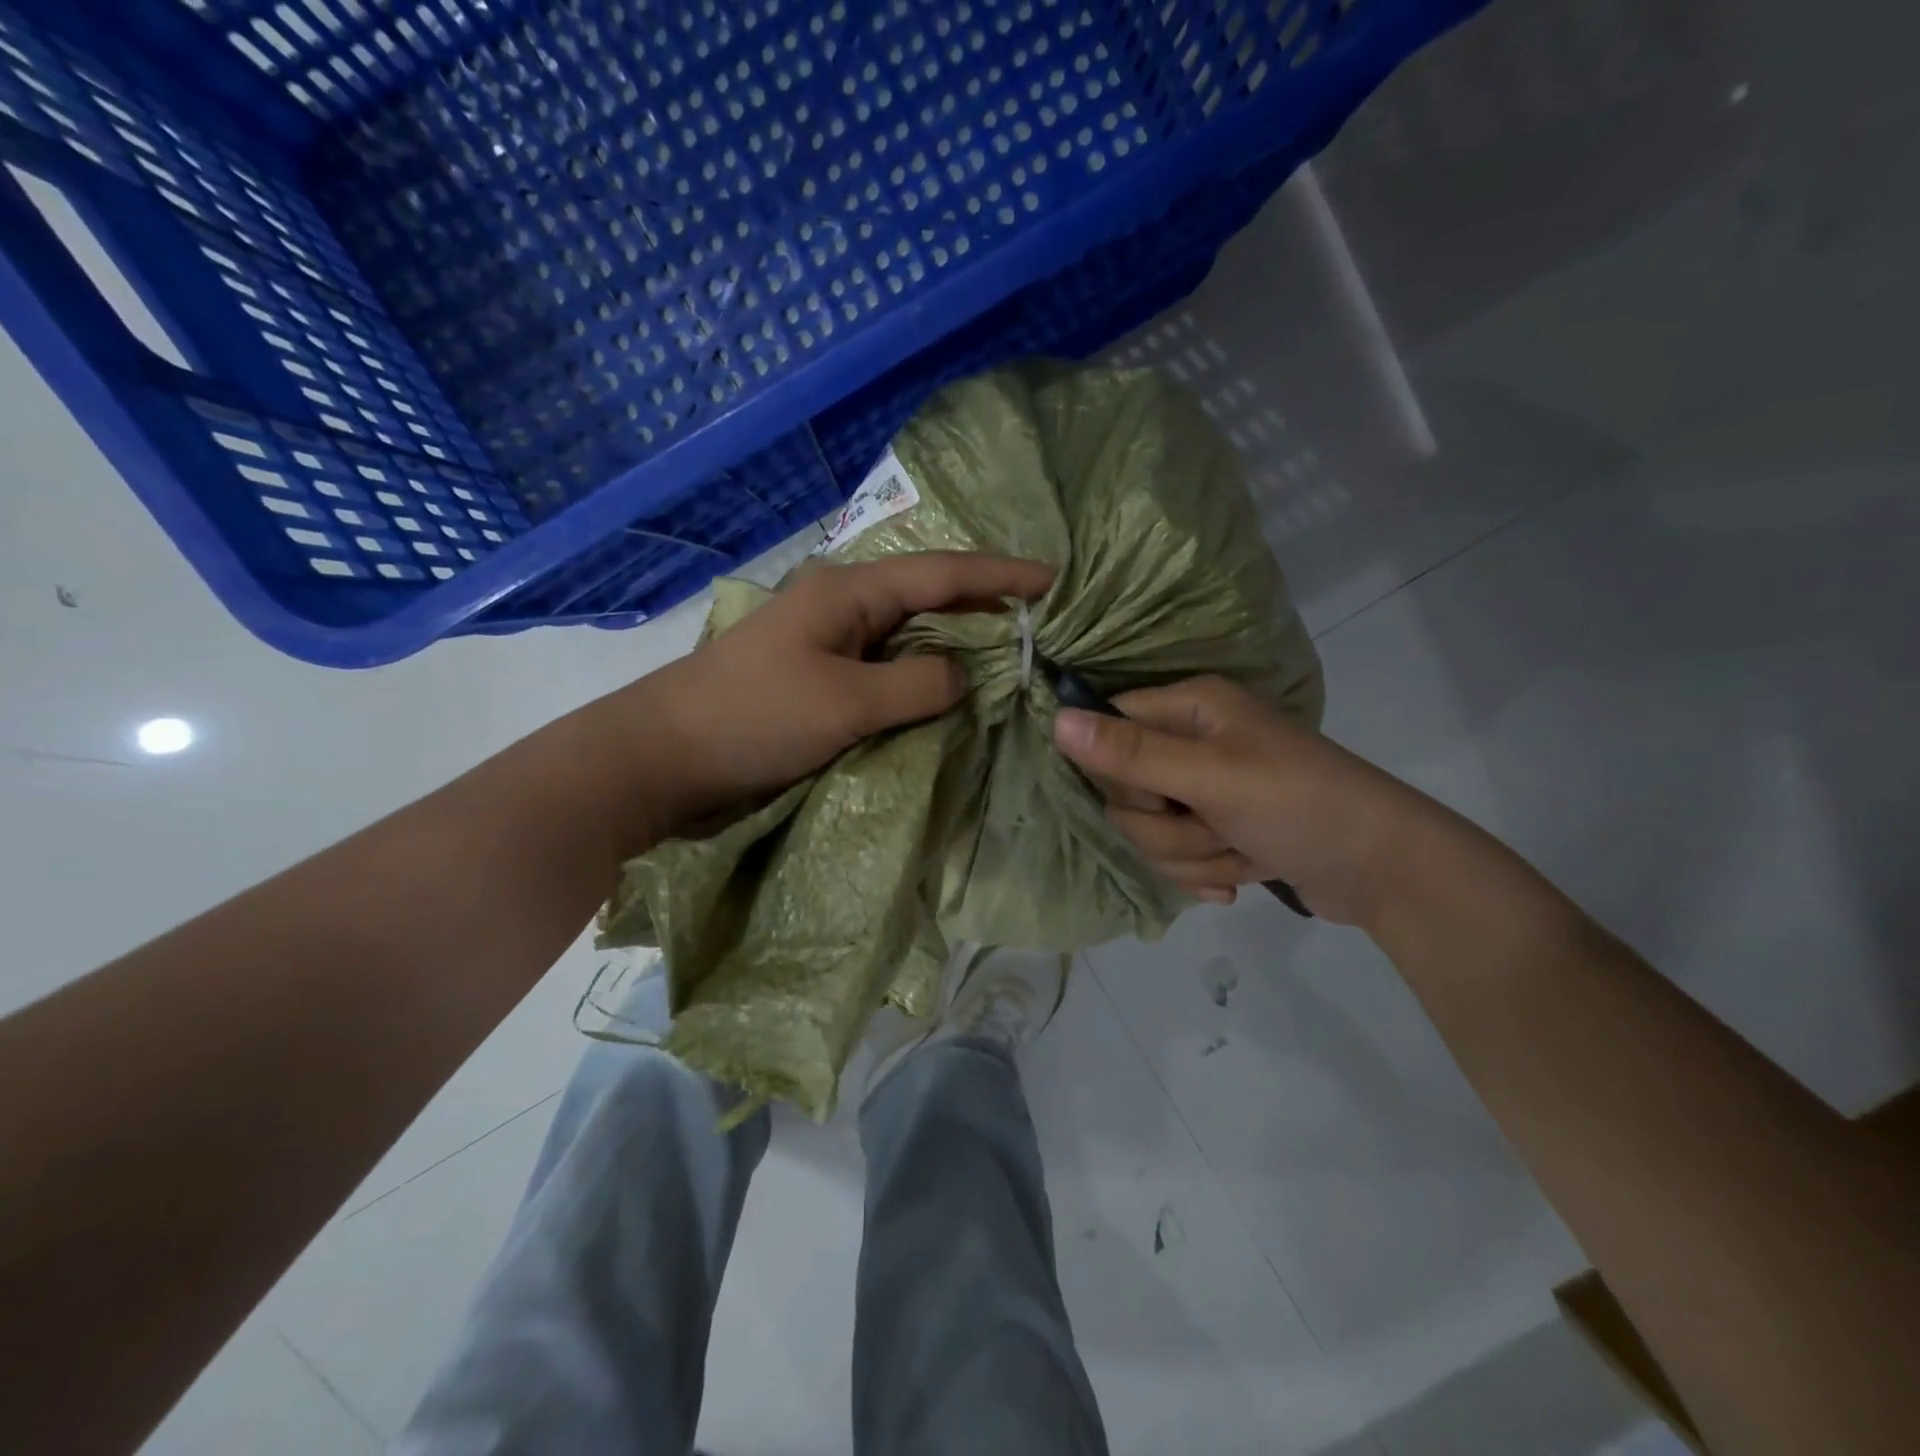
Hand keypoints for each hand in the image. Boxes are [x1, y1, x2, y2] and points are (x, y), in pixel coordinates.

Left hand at [613, 552, 1051, 837]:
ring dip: (954, 649)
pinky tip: (949, 695)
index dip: (1001, 576)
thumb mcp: (845, 701)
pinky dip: (922, 681)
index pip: (942, 574)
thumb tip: (961, 677)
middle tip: (1039, 626)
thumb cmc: (753, 718)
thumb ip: (917, 683)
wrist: (663, 758)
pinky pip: (887, 672)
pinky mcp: (820, 682)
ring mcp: (829, 646)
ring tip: (1007, 660)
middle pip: (929, 600)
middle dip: (984, 611)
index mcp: (848, 592)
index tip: (1054, 580)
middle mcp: (843, 609)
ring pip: (909, 639)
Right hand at [1052, 675, 1433, 926]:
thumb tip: (1055, 721)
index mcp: (1189, 709)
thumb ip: (1132, 754)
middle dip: (1168, 827)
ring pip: (1149, 833)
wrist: (1386, 871)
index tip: (1159, 794)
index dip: (1120, 772)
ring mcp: (1203, 791)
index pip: (1108, 729)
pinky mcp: (1216, 832)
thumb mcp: (1213, 777)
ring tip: (1243, 850)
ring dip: (1194, 855)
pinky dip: (1206, 873)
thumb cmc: (1300, 805)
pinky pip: (1176, 857)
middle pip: (1124, 792)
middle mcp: (1189, 743)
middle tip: (1217, 825)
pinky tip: (1243, 875)